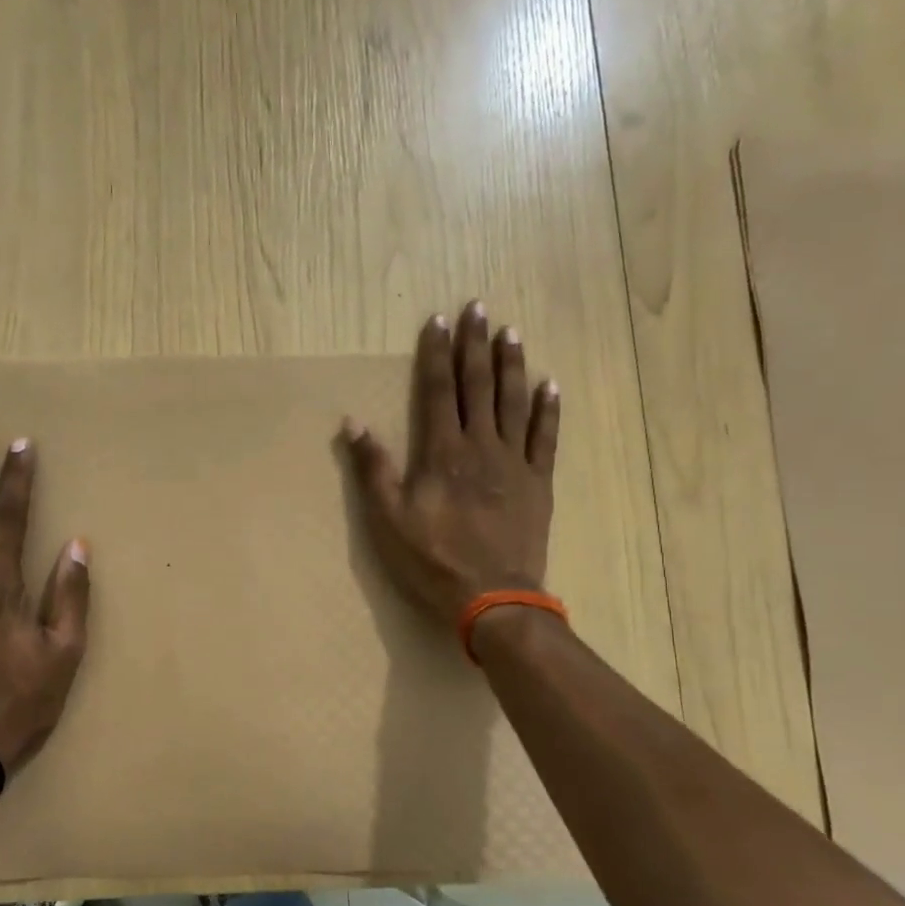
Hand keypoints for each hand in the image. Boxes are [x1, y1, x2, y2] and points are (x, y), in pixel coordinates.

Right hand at [340, 301, 560, 627]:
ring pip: (514, 402)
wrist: (492, 598)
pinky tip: (551, 384)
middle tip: (480, 307)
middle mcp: (481, 446)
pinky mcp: (538, 482)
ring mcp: (514, 462)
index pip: (439, 390)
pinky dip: (549, 409)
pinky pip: (546, 437)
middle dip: (476, 345)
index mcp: (443, 452)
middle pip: (479, 385)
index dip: (438, 353)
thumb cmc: (432, 560)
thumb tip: (353, 423)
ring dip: (512, 365)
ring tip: (511, 332)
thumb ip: (372, 469)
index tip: (440, 319)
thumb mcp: (387, 520)